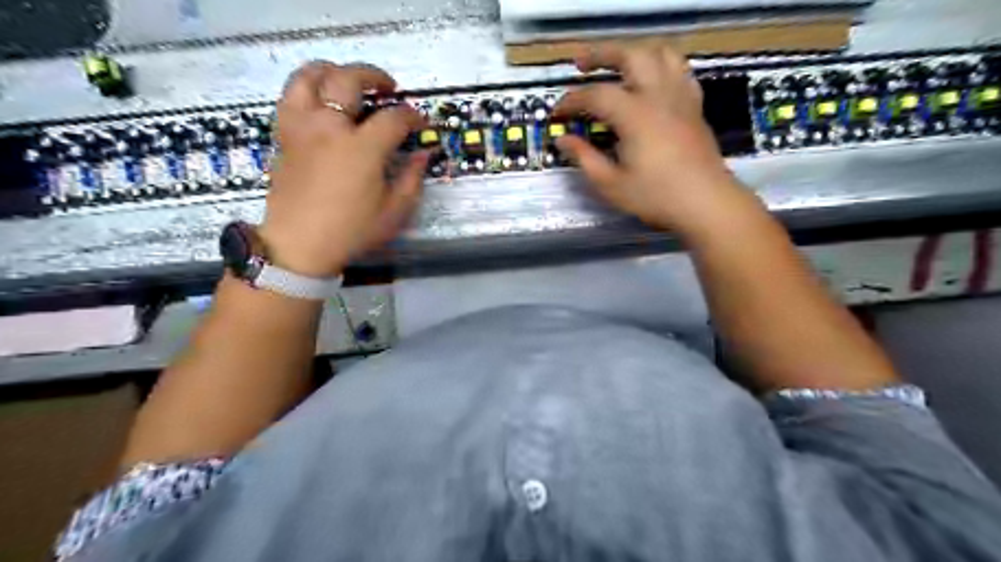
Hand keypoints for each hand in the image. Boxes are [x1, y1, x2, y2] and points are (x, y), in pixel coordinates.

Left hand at [258, 59, 427, 277]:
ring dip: (333, 71)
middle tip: (388, 87)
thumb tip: (425, 155)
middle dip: (374, 76)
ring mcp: (302, 128)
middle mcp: (329, 127)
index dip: (412, 116)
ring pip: (309, 76)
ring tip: (347, 80)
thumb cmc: (351, 231)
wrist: (299, 246)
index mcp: (361, 148)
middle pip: (349, 79)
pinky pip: (290, 97)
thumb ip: (413, 178)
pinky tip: (320, 101)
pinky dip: (307, 89)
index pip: (394, 118)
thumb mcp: (394, 211)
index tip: (420, 122)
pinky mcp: (284, 135)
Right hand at [556, 43, 749, 235]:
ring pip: (660, 53)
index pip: (596, 95)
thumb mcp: (611, 184)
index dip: (571, 101)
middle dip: (601, 55)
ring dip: (634, 52)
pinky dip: (661, 66)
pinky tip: (651, 81)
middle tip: (581, 65)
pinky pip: (680, 71)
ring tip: (618, 65)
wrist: (706, 203)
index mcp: (635, 115)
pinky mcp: (694, 105)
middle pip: (630, 55)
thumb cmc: (655, 197)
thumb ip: (584, 158)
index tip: (557, 114)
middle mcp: (658, 95)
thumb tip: (562, 139)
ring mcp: (680, 97)